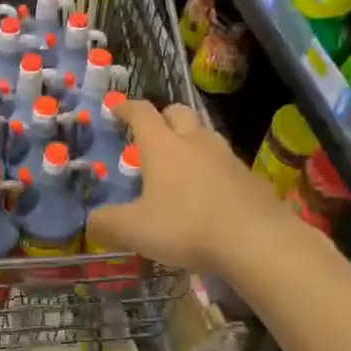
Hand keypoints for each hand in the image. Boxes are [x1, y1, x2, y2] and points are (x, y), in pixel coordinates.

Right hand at [86, 99, 285, 277]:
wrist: (259, 242)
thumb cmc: (187, 227)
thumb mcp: (134, 230)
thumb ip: (107, 224)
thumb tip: (91, 223)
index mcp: (162, 146)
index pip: (141, 113)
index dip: (126, 107)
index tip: (116, 108)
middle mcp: (195, 142)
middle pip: (179, 112)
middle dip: (163, 116)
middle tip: (151, 133)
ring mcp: (227, 158)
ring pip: (205, 135)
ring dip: (190, 141)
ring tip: (179, 163)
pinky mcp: (251, 179)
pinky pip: (225, 164)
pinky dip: (212, 169)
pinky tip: (208, 193)